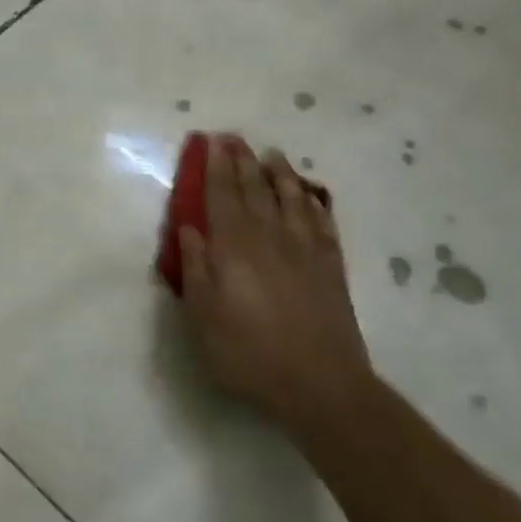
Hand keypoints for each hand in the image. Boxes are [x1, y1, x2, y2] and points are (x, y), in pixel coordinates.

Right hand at [176, 135, 375, 440]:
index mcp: (235, 246)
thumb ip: (196, 268)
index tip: (213, 142)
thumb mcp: (203, 316)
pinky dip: (313, 203)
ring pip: (292, 199)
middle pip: (256, 190)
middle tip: (236, 138)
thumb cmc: (248, 352)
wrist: (320, 384)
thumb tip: (189, 228)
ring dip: (281, 174)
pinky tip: (309, 196)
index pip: (223, 196)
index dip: (217, 167)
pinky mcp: (331, 267)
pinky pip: (322, 222)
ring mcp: (305, 250)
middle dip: (244, 161)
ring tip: (273, 155)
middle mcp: (270, 237)